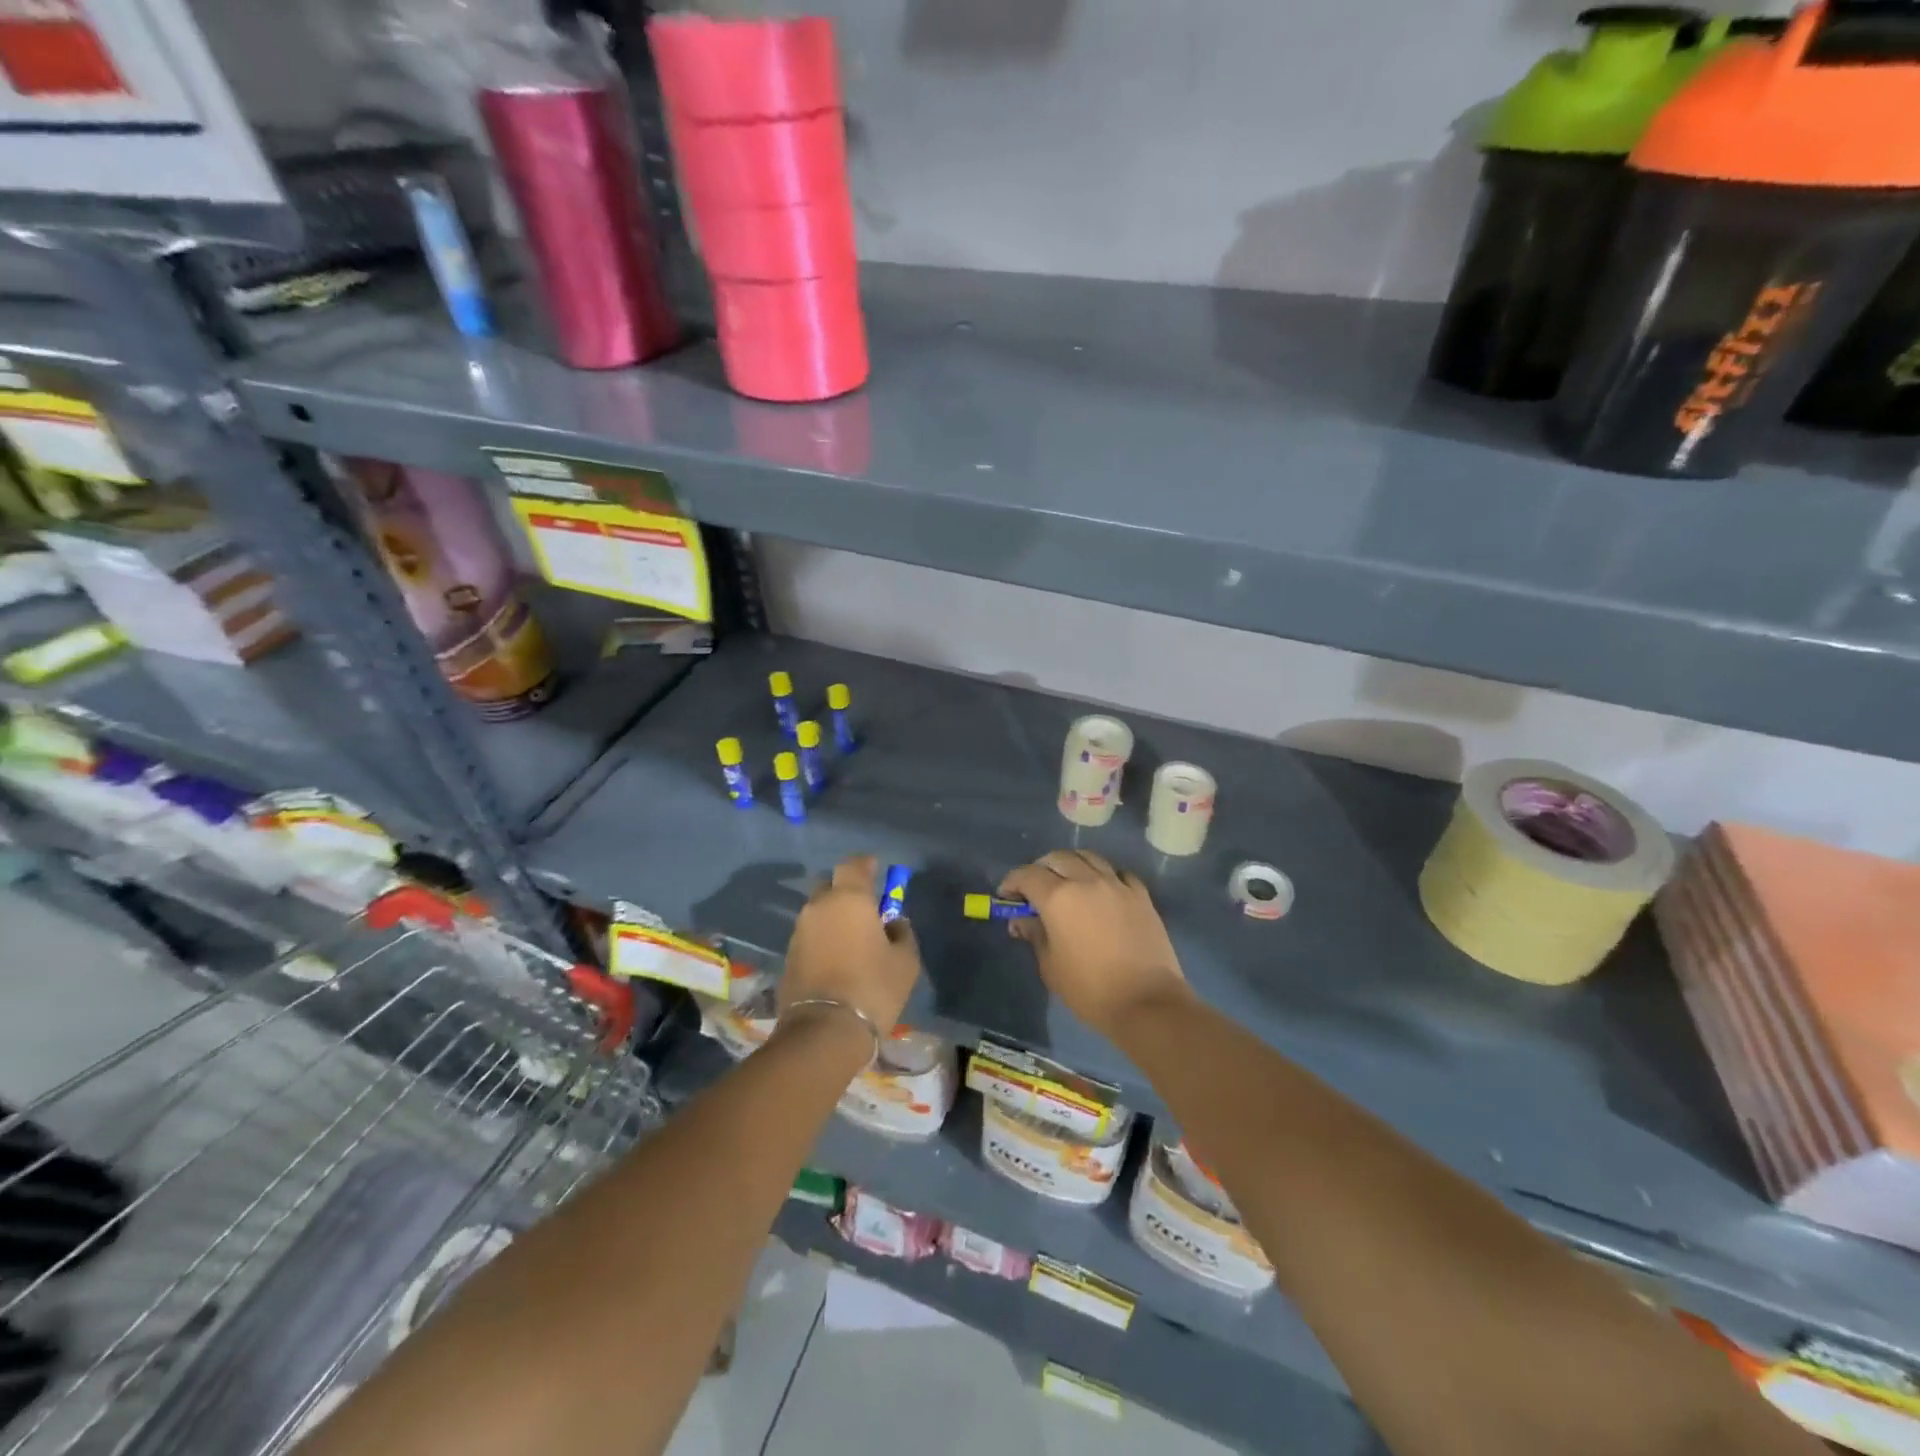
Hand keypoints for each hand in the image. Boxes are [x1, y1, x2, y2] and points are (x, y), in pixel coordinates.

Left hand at [779, 856, 920, 1037]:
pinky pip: (810, 937)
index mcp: (849, 899)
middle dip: (847, 892)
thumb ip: (902, 934)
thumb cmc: (873, 987)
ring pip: (818, 913)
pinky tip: (837, 959)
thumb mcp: (905, 961)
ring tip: (852, 940)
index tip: (877, 870)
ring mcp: (799, 932)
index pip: (854, 864)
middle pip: (831, 886)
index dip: (866, 865)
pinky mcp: (788, 957)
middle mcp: (819, 907)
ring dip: (834, 918)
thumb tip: (894, 924)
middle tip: (866, 910)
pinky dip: (823, 940)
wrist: (824, 1030)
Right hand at [999, 850, 1190, 1039]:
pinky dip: (1104, 875)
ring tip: (1068, 882)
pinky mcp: (1141, 895)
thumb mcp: (1050, 966)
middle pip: (1057, 858)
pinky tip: (1102, 891)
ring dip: (1071, 864)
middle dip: (1040, 869)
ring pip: (1088, 857)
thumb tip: (1022, 921)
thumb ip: (1035, 935)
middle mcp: (1086, 881)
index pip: (1027, 875)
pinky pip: (1117, 873)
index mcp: (1058, 897)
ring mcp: (1117, 884)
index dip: (1012, 882)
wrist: (1147, 1002)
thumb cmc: (1090, 989)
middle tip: (1034, 889)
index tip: (1006, 896)